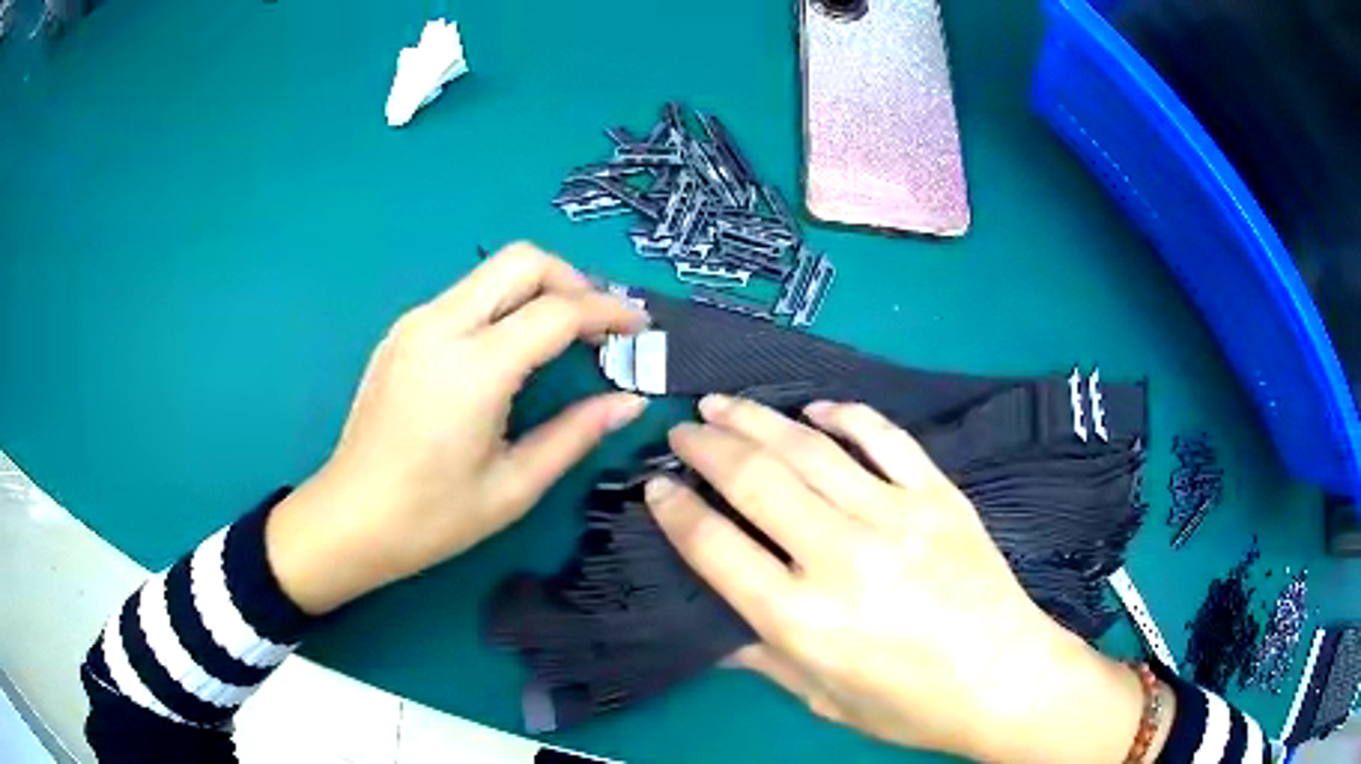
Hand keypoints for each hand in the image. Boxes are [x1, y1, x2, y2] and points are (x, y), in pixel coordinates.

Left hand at [266, 243, 648, 614]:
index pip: (556, 310)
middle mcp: (441, 326)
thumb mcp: (514, 486)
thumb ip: (576, 434)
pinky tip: (512, 348)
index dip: (608, 312)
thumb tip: (631, 401)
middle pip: (521, 260)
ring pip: (491, 271)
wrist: (350, 518)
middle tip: (599, 324)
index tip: (639, 327)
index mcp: (473, 369)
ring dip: (538, 288)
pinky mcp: (402, 332)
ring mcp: (415, 323)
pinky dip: (504, 304)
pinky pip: (465, 295)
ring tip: (565, 334)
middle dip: (572, 279)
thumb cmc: (432, 517)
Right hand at [646, 396, 1153, 762]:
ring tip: (724, 403)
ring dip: (757, 419)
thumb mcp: (822, 699)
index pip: (716, 547)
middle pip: (754, 481)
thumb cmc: (909, 705)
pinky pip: (884, 438)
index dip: (676, 510)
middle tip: (682, 429)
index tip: (657, 486)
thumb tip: (712, 625)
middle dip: (706, 447)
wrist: (1005, 679)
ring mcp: (895, 517)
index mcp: (803, 619)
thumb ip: (762, 656)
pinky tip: (816, 407)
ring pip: (810, 448)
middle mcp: (841, 558)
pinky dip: (845, 415)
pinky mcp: (938, 496)